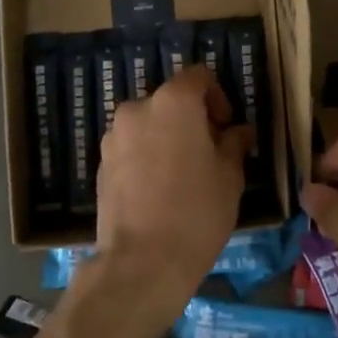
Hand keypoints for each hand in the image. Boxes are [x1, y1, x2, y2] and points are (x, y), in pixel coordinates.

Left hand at [79, 66, 250, 337]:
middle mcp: (138, 108)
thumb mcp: (230, 175)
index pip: (198, 76)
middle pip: (170, 101)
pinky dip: (146, 157)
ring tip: (182, 174)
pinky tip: (159, 190)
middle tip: (209, 152)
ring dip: (166, 137)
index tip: (226, 127)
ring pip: (148, 125)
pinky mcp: (100, 164)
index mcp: (173, 102)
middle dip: (191, 119)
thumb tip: (237, 132)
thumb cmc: (197, 211)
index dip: (218, 97)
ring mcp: (114, 136)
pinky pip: (131, 148)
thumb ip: (234, 143)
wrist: (142, 261)